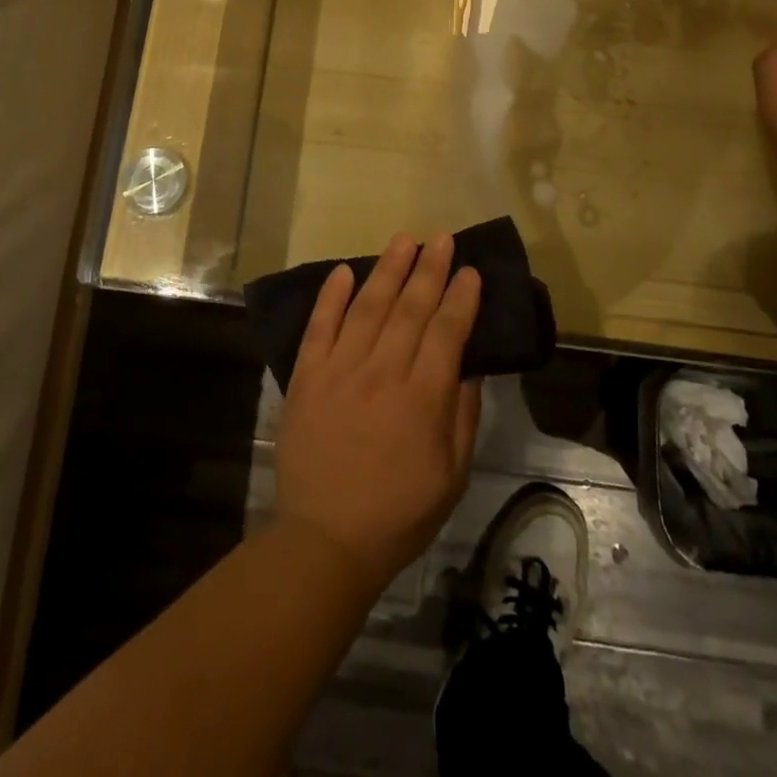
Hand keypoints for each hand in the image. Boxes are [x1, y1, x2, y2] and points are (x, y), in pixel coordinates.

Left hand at [273, 233, 483, 593]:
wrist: (325, 538)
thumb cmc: (398, 513)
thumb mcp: (451, 475)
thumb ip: (461, 415)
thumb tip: (466, 365)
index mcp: (421, 398)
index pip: (446, 332)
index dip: (461, 298)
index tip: (470, 270)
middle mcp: (381, 373)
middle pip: (409, 309)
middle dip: (429, 270)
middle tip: (442, 238)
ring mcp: (339, 370)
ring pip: (367, 307)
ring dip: (387, 270)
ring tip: (404, 241)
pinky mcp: (306, 376)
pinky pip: (319, 327)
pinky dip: (331, 296)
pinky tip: (344, 271)